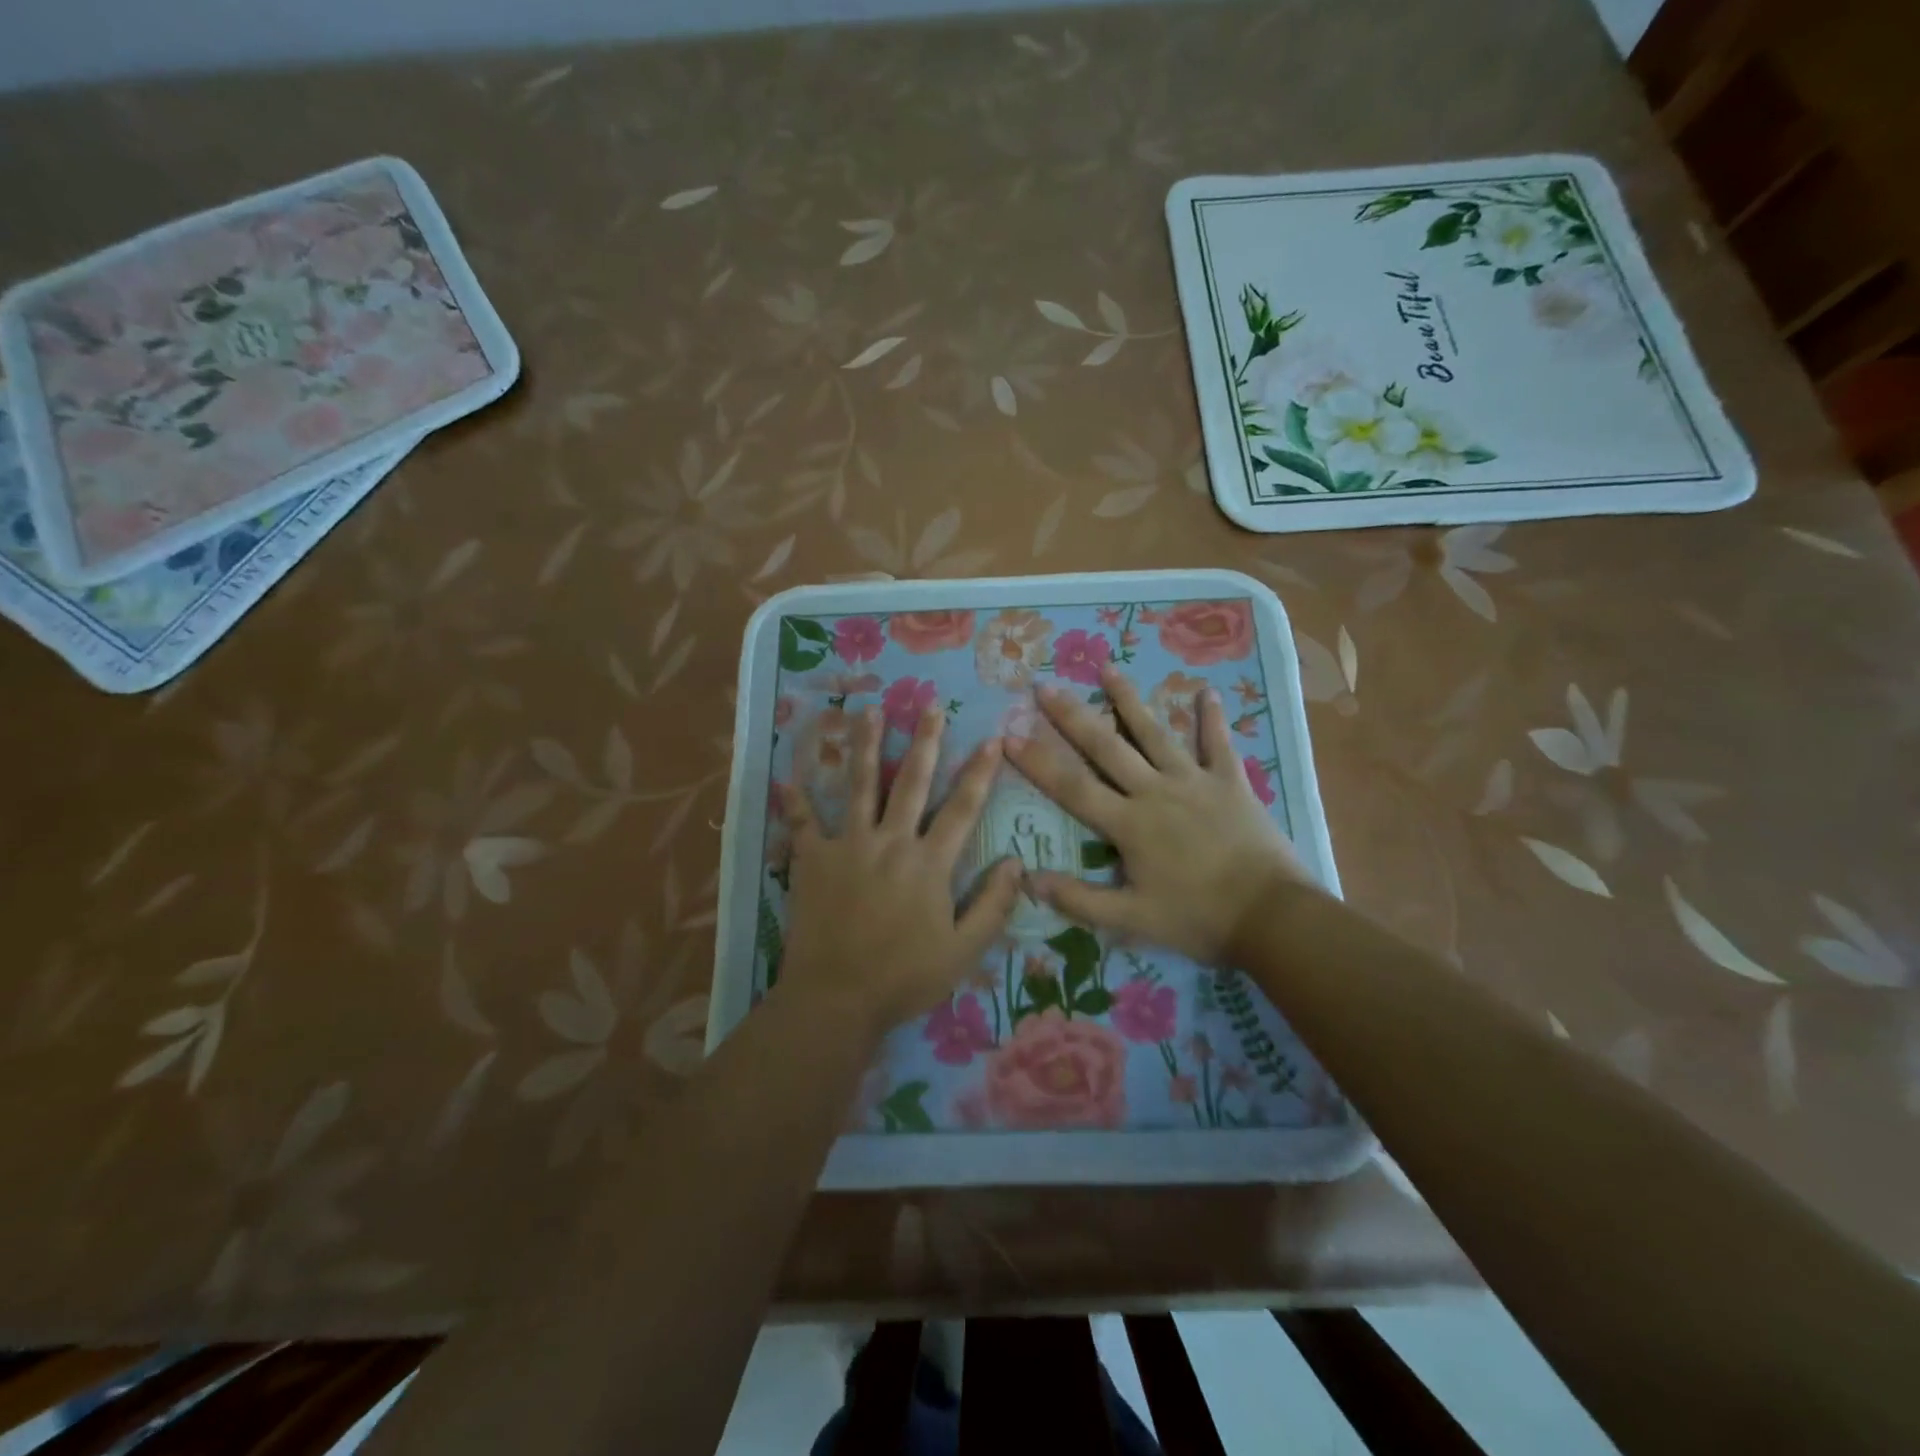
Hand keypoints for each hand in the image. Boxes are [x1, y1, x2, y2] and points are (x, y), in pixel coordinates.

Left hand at [780, 706, 1021, 1034]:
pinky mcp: (813, 860)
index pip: (962, 808)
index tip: (993, 739)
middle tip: (931, 705)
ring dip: (866, 746)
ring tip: (869, 711)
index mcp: (929, 863)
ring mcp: (848, 846)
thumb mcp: (963, 951)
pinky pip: (803, 823)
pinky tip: (787, 776)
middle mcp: (891, 842)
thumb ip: (993, 906)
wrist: (836, 998)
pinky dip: (795, 800)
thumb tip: (1017, 863)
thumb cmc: (904, 978)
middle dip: (925, 741)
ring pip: (860, 786)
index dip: (980, 772)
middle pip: (911, 782)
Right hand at [1006, 665, 1312, 966]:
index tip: (1008, 735)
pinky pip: (1218, 744)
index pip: (1071, 786)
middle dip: (1072, 716)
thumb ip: (1079, 899)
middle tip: (1044, 686)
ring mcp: (1194, 781)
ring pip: (1155, 733)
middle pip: (1106, 747)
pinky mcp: (1230, 783)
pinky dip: (1212, 719)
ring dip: (1130, 700)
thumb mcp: (1132, 920)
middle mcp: (1155, 791)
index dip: (1037, 761)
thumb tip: (1028, 879)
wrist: (1271, 916)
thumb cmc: (1198, 919)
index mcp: (1128, 823)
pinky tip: (1207, 692)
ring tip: (1109, 668)